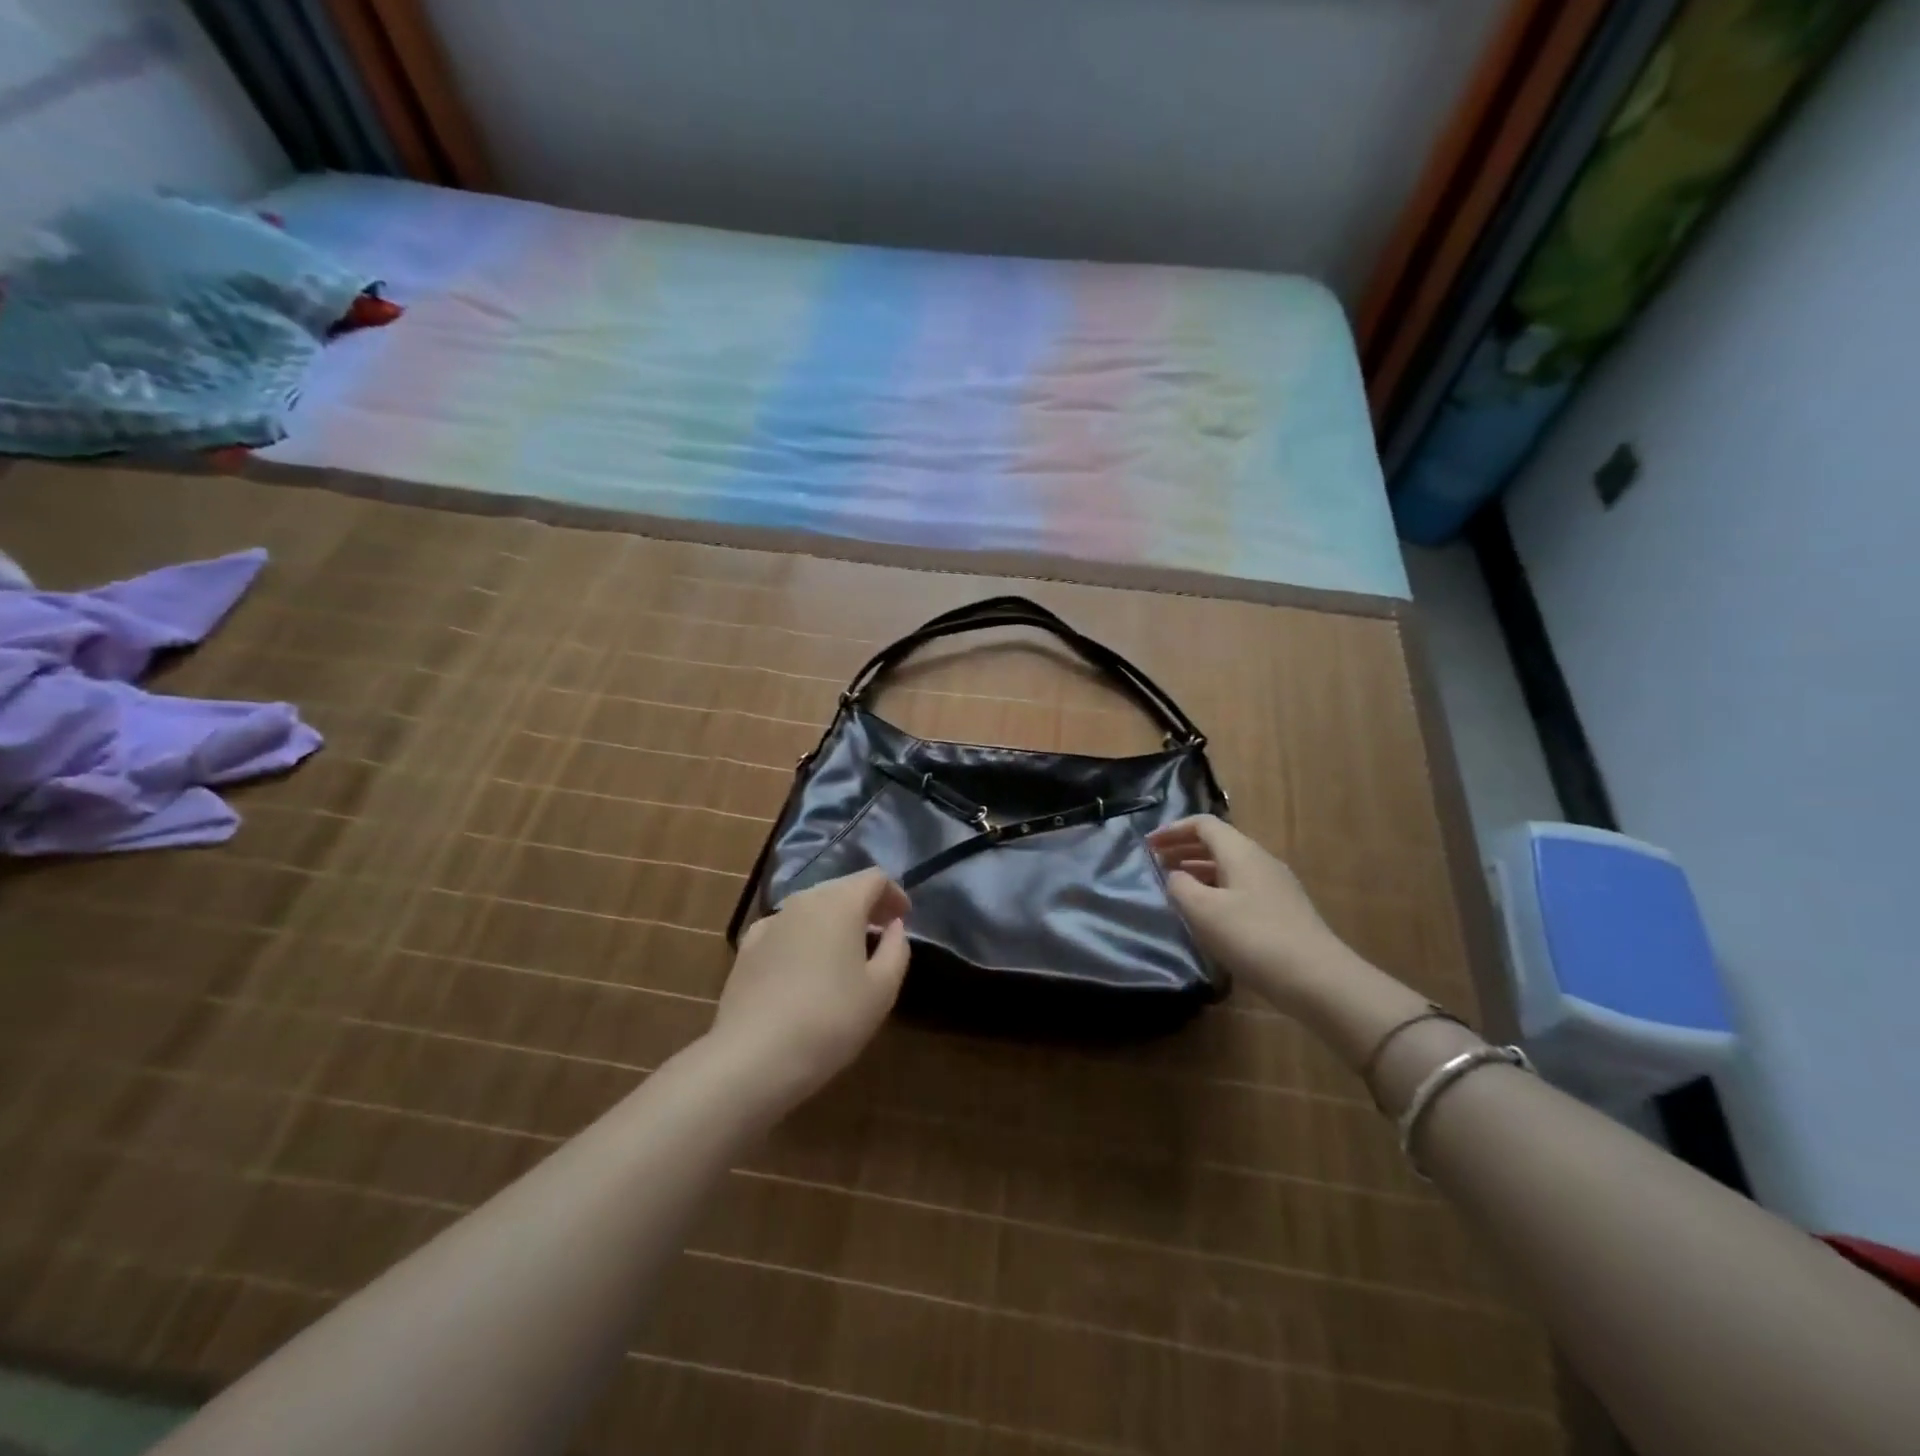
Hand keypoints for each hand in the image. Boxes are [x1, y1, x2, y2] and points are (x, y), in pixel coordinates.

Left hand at [709, 868, 911, 1106]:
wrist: (753, 1056)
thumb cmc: (830, 1020)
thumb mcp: (882, 990)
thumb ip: (896, 949)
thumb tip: (894, 926)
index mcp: (840, 903)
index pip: (874, 878)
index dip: (894, 893)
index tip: (904, 918)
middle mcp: (803, 901)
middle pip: (841, 888)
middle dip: (865, 905)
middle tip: (881, 933)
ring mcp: (770, 922)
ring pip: (812, 907)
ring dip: (834, 920)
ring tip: (846, 952)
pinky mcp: (747, 948)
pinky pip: (786, 929)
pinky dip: (804, 936)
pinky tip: (805, 966)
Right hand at [1148, 815, 1355, 1015]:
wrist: (1317, 979)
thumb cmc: (1252, 937)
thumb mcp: (1203, 910)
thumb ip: (1180, 886)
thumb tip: (1175, 876)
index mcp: (1240, 851)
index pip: (1203, 824)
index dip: (1173, 830)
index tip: (1148, 845)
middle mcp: (1260, 859)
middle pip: (1217, 842)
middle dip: (1183, 848)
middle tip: (1156, 862)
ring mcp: (1275, 884)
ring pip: (1229, 865)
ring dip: (1199, 869)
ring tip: (1176, 885)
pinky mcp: (1283, 909)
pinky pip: (1241, 885)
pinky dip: (1216, 887)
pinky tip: (1208, 911)